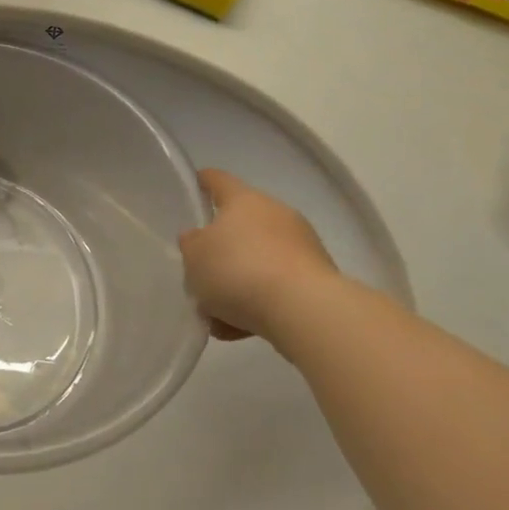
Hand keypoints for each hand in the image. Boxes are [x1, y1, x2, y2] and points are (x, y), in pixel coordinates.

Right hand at [179, 169, 337, 341]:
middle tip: (199, 272)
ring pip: (257, 262)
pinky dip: (257, 303)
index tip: (195, 184)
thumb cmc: (239, 270)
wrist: (305, 311)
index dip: (203, 181)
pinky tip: (238, 329)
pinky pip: (276, 288)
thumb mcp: (194, 256)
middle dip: (219, 251)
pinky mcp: (317, 281)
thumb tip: (199, 240)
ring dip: (237, 283)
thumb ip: (191, 244)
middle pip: (239, 227)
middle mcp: (276, 215)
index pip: (219, 180)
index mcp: (244, 200)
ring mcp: (301, 248)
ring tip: (216, 315)